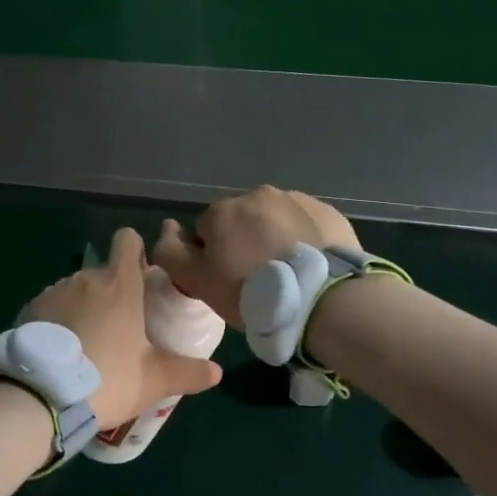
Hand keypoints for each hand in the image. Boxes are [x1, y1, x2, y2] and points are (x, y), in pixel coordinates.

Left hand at [25, 228, 222, 429]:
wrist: (40, 396)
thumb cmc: (107, 379)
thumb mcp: (154, 381)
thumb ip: (188, 373)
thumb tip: (216, 372)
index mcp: (119, 284)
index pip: (127, 240)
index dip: (136, 251)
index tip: (142, 276)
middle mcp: (86, 278)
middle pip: (104, 273)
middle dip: (113, 293)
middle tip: (121, 329)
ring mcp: (54, 292)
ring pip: (77, 289)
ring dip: (85, 307)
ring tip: (89, 344)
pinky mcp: (30, 310)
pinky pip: (52, 307)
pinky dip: (59, 321)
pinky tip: (62, 352)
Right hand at [152, 186, 360, 327]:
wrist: (323, 300)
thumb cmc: (252, 293)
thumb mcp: (199, 282)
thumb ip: (172, 252)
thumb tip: (168, 227)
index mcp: (223, 210)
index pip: (206, 231)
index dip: (213, 259)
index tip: (228, 283)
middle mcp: (258, 195)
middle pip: (242, 222)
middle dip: (245, 244)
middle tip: (258, 282)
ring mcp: (297, 200)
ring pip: (275, 221)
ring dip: (275, 240)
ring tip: (288, 276)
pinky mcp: (328, 213)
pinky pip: (306, 225)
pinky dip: (304, 241)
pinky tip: (310, 268)